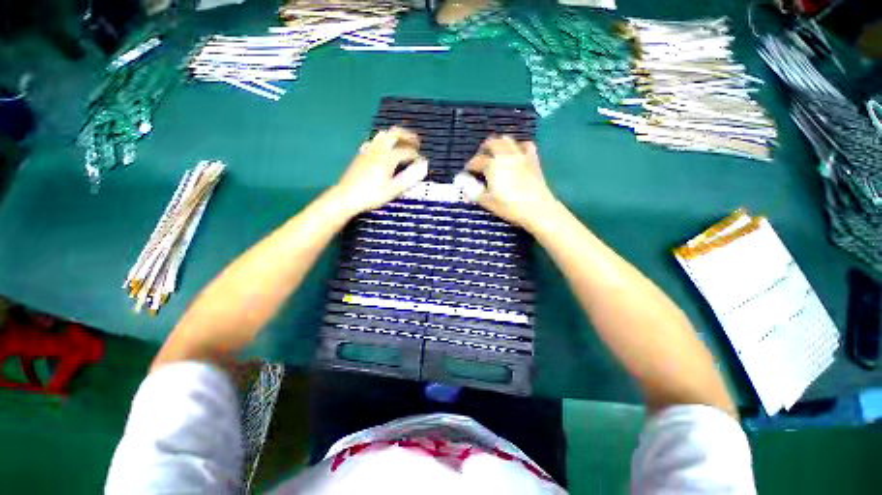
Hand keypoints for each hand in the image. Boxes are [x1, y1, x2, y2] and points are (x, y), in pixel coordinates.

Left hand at [335, 127, 428, 214]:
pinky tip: (385, 148)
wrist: (346, 197)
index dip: (417, 156)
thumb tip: (424, 167)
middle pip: (395, 134)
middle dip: (408, 136)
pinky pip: (375, 140)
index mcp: (388, 158)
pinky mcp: (361, 154)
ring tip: (403, 142)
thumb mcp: (393, 190)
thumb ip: (409, 178)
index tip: (423, 162)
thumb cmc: (372, 195)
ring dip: (396, 136)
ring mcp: (368, 150)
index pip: (407, 152)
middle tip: (417, 141)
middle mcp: (379, 149)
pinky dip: (385, 140)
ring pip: (384, 135)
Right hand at [466, 136, 555, 228]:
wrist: (538, 209)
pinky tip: (516, 153)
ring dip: (498, 144)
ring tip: (495, 155)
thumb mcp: (488, 202)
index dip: (469, 166)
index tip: (467, 173)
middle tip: (479, 161)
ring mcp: (521, 155)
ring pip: (507, 140)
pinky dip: (518, 146)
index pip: (476, 161)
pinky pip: (525, 145)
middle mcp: (505, 155)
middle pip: (491, 143)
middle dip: (482, 150)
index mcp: (492, 165)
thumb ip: (474, 192)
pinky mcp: (533, 159)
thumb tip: (464, 187)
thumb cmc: (510, 207)